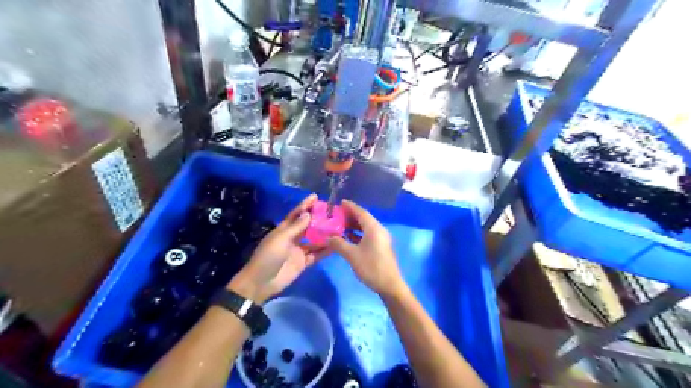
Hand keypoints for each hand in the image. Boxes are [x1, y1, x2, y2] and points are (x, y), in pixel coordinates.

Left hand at [228, 194, 329, 302]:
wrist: (261, 283)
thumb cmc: (268, 257)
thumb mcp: (281, 239)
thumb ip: (296, 228)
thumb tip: (308, 213)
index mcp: (284, 230)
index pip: (296, 214)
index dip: (305, 205)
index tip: (316, 196)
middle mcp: (293, 238)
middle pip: (307, 226)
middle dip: (318, 219)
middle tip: (333, 212)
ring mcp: (299, 250)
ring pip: (314, 240)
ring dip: (324, 235)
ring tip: (339, 228)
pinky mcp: (303, 262)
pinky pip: (316, 254)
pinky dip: (325, 250)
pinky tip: (336, 246)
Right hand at [327, 201, 406, 296]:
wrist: (389, 285)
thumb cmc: (371, 267)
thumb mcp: (352, 255)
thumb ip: (339, 244)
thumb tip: (328, 237)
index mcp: (373, 228)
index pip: (360, 212)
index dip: (350, 206)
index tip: (340, 202)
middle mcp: (379, 230)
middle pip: (364, 218)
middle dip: (350, 215)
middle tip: (337, 214)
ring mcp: (381, 238)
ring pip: (366, 227)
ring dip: (354, 225)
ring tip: (340, 225)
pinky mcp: (381, 246)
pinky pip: (368, 234)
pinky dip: (358, 233)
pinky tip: (348, 237)